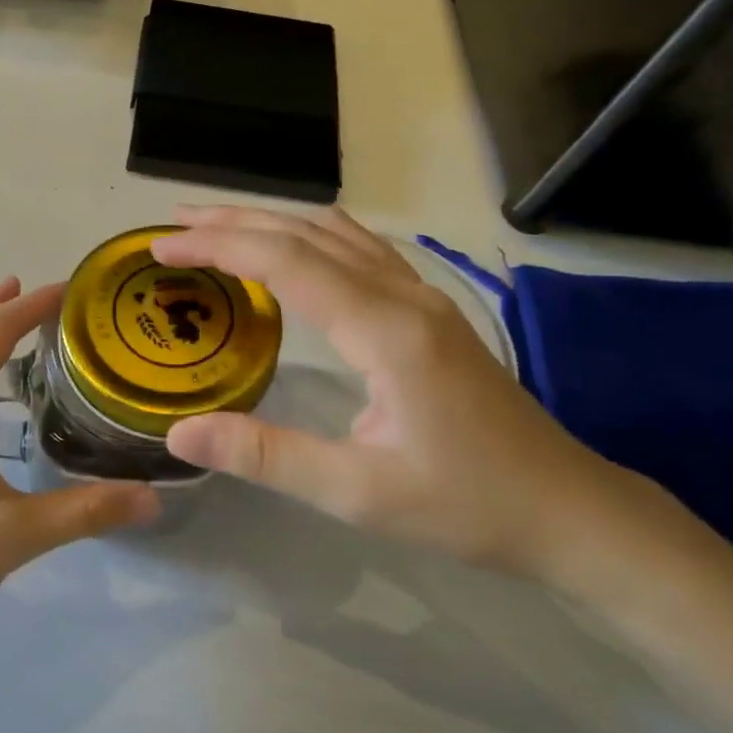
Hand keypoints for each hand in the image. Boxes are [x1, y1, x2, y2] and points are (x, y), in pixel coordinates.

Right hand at [153, 206, 679, 585]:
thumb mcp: (359, 493)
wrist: (570, 510)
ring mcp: (422, 296)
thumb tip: (180, 432)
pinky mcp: (430, 310)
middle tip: (173, 226)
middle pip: (306, 233)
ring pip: (335, 232)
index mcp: (384, 329)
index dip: (218, 246)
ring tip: (217, 226)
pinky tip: (295, 246)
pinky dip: (309, 234)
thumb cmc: (466, 505)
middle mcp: (403, 294)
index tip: (162, 248)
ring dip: (271, 221)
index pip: (285, 261)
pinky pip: (360, 248)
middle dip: (234, 222)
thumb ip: (267, 457)